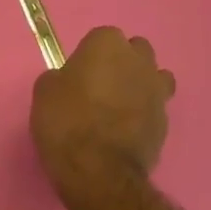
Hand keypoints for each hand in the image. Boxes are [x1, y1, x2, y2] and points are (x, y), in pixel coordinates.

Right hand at [31, 27, 175, 196]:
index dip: (89, 57)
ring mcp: (157, 90)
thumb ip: (61, 77)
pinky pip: (155, 108)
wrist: (98, 171)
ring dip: (140, 86)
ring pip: (153, 77)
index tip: (78, 76)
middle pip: (134, 52)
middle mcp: (138, 60)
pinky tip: (127, 132)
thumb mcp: (45, 91)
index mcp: (107, 43)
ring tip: (119, 109)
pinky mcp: (165, 121)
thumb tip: (70, 81)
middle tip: (100, 88)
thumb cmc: (66, 122)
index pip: (101, 38)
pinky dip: (144, 115)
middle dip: (122, 64)